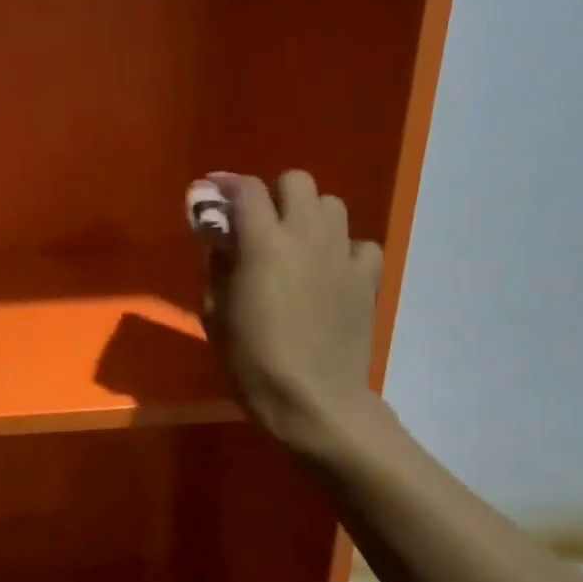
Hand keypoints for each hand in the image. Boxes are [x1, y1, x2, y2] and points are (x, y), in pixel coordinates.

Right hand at [203, 171, 384, 452]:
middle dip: (274, 195)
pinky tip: (329, 271)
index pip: (247, 189)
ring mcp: (342, 254)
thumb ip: (216, 264)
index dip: (227, 185)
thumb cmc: (252, 360)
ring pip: (332, 204)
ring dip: (310, 215)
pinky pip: (360, 243)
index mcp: (263, 242)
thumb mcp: (214, 312)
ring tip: (296, 245)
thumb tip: (219, 237)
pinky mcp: (367, 277)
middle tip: (260, 225)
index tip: (214, 195)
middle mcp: (306, 235)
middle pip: (297, 181)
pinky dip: (343, 249)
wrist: (313, 400)